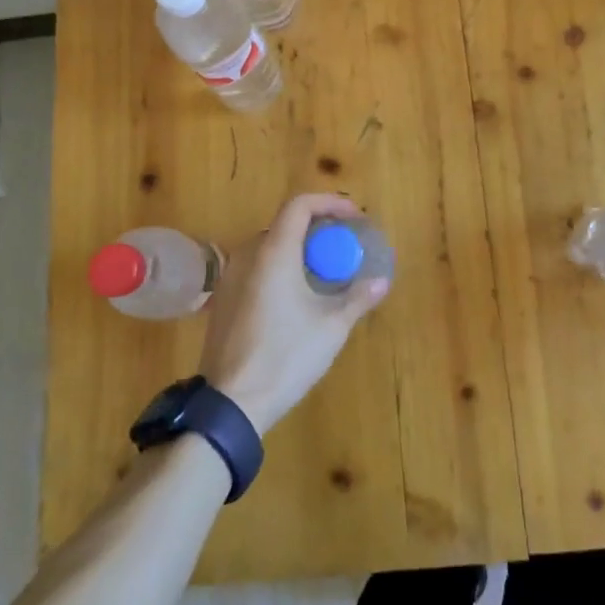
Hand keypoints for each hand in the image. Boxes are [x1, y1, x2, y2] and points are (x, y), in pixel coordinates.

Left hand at [199, 194, 389, 434]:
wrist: (231, 402)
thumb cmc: (286, 356)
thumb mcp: (331, 327)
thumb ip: (358, 298)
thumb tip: (381, 281)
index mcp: (274, 252)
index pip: (300, 205)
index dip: (330, 203)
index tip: (354, 218)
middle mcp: (247, 255)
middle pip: (285, 224)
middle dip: (318, 229)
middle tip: (344, 248)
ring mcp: (230, 278)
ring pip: (269, 247)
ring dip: (299, 250)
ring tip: (325, 272)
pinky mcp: (223, 300)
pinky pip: (256, 268)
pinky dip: (280, 268)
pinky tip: (297, 297)